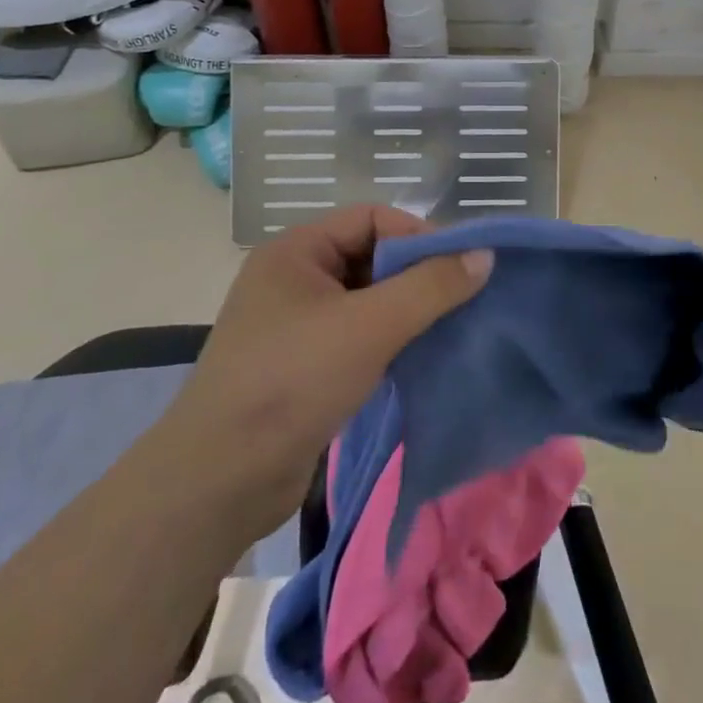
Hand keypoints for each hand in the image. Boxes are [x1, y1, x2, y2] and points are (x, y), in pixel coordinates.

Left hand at [163, 205, 492, 528]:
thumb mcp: (370, 326)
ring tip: (447, 328)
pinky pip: (358, 334)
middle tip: (460, 298)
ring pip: (368, 299)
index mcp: (296, 250)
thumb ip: (431, 286)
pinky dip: (389, 340)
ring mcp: (296, 324)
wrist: (218, 483)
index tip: (459, 268)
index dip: (418, 235)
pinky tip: (418, 357)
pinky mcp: (303, 365)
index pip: (372, 218)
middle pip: (371, 256)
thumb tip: (485, 255)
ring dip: (407, 310)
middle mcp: (294, 278)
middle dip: (416, 275)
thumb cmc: (291, 382)